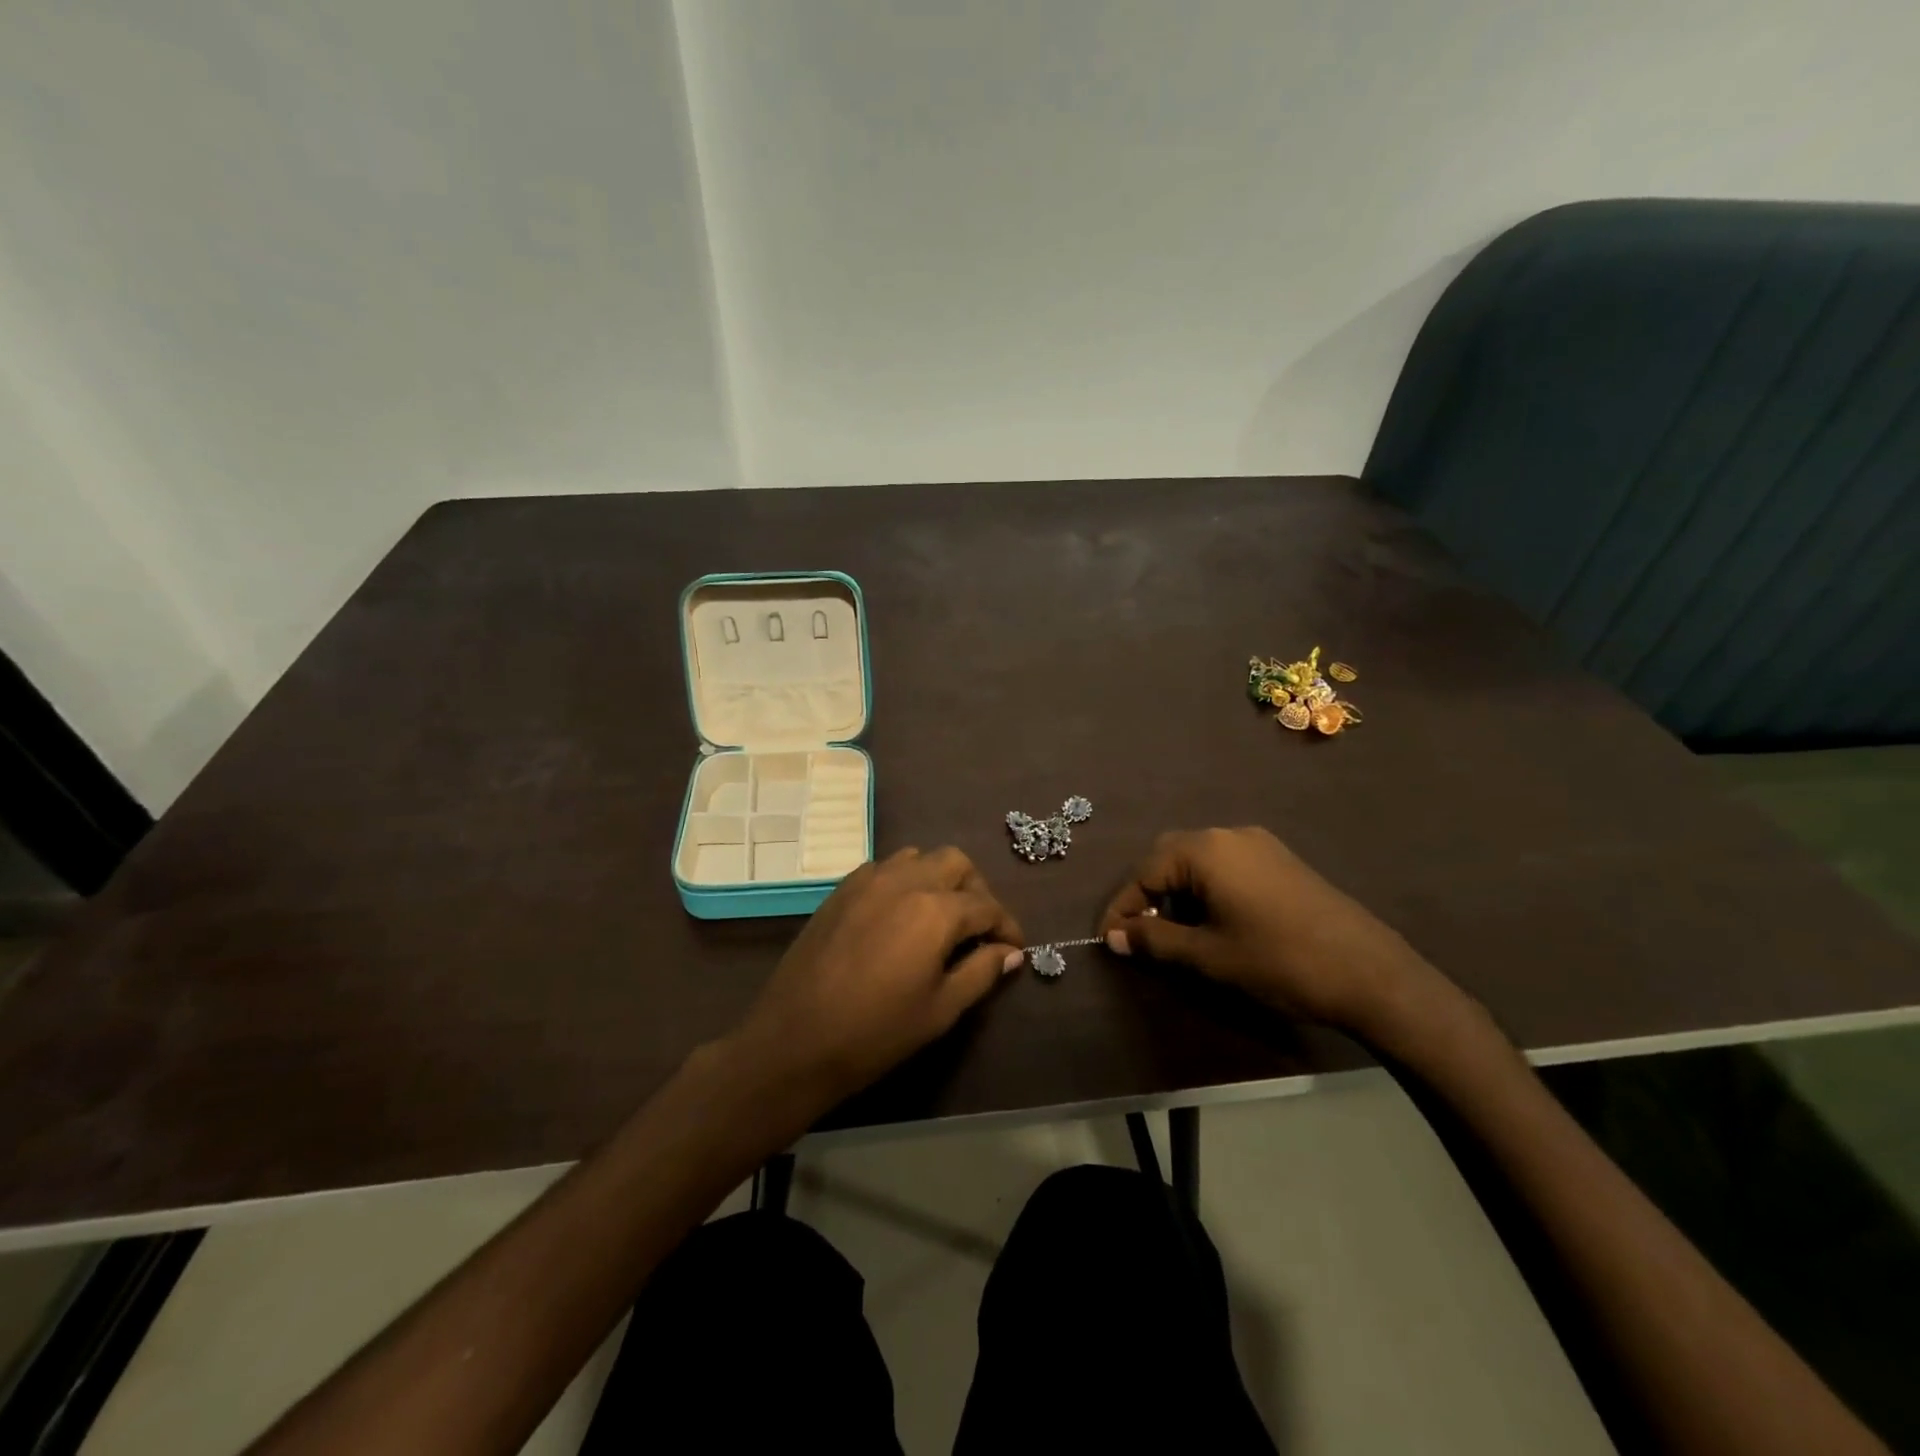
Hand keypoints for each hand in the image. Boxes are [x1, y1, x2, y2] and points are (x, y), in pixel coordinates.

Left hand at [727, 847, 1023, 1110]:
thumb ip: (981, 972)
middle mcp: (905, 880)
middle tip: (979, 928)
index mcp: (935, 910)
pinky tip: (901, 915)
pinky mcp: (842, 889)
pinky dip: (905, 880)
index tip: (1014, 948)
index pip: (987, 907)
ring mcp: (869, 880)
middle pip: (956, 863)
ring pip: (919, 857)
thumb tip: (1010, 952)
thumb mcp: (940, 1009)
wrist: (795, 1039)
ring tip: (941, 917)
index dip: (1007, 927)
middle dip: (976, 890)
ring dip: (939, 878)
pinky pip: (885, 868)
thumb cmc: (876, 1032)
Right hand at [1099, 827, 1435, 1034]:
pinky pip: (1227, 866)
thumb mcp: (1208, 955)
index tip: (1109, 940)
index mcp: (1206, 850)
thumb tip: (1115, 936)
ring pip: (1199, 861)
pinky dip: (1207, 890)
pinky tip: (1214, 923)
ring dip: (1178, 893)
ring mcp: (1260, 846)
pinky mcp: (1281, 861)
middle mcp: (1229, 835)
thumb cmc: (1278, 961)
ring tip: (1176, 934)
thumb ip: (1155, 940)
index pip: (1145, 871)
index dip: (1123, 907)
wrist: (1371, 974)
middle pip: (1170, 857)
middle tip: (1141, 934)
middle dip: (1149, 895)